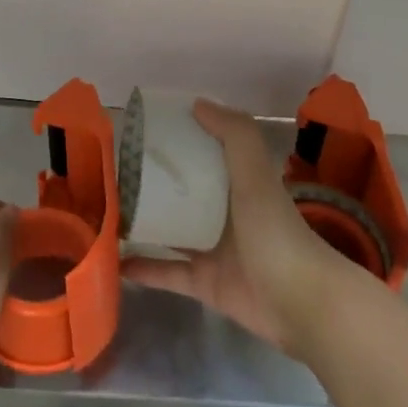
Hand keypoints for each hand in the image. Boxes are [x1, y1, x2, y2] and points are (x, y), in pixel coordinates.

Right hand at [122, 99, 347, 355]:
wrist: (301, 303)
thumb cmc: (275, 230)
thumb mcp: (256, 173)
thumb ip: (234, 134)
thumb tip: (197, 103)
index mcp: (238, 182)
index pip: (204, 153)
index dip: (179, 140)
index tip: (142, 132)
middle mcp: (224, 212)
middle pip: (182, 192)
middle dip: (151, 183)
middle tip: (113, 174)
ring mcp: (213, 249)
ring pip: (170, 230)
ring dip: (143, 223)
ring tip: (106, 212)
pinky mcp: (204, 283)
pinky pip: (168, 272)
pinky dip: (144, 268)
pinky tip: (115, 260)